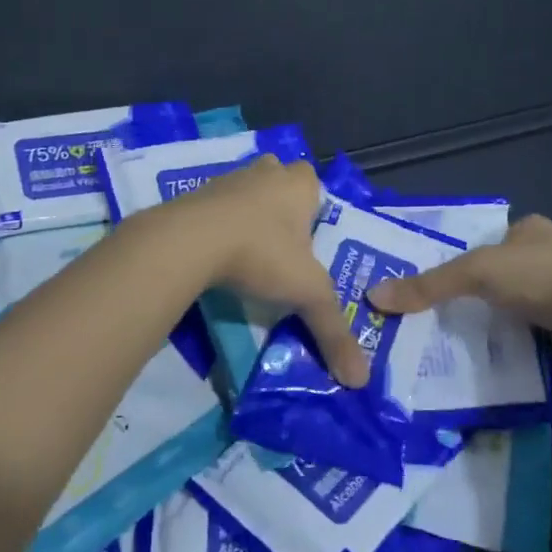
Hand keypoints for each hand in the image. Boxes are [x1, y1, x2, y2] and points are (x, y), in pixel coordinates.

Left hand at [165, 156, 370, 387]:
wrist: (189, 240)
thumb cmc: (261, 252)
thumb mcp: (306, 294)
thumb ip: (333, 331)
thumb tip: (361, 379)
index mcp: (298, 184)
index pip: (313, 181)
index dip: (312, 205)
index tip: (308, 237)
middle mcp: (265, 173)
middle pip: (279, 179)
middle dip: (280, 204)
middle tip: (282, 242)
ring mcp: (227, 179)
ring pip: (245, 190)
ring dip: (247, 213)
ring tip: (249, 252)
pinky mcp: (193, 194)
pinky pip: (214, 206)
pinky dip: (217, 224)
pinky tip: (216, 253)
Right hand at [366, 215, 551, 351]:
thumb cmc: (539, 277)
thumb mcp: (476, 272)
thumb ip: (428, 285)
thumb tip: (375, 296)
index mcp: (529, 230)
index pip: (484, 242)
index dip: (457, 261)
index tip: (429, 287)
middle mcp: (548, 256)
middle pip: (496, 277)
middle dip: (471, 297)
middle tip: (432, 319)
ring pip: (512, 308)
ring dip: (490, 323)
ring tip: (450, 343)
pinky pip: (527, 335)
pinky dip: (509, 345)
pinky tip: (486, 358)